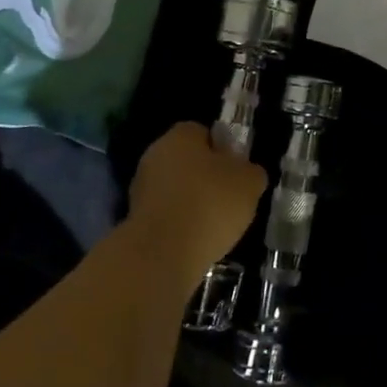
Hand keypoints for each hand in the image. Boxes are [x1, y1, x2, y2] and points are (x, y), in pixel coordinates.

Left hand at [127, 122, 267, 290]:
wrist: (163, 253)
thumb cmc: (210, 204)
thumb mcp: (249, 183)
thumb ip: (251, 172)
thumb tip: (247, 173)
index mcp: (181, 135)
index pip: (204, 133)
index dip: (223, 151)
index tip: (236, 173)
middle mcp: (155, 153)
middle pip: (188, 161)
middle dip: (206, 177)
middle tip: (228, 199)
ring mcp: (141, 187)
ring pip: (175, 188)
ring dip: (191, 202)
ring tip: (213, 226)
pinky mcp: (135, 218)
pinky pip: (166, 214)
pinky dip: (179, 224)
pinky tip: (194, 240)